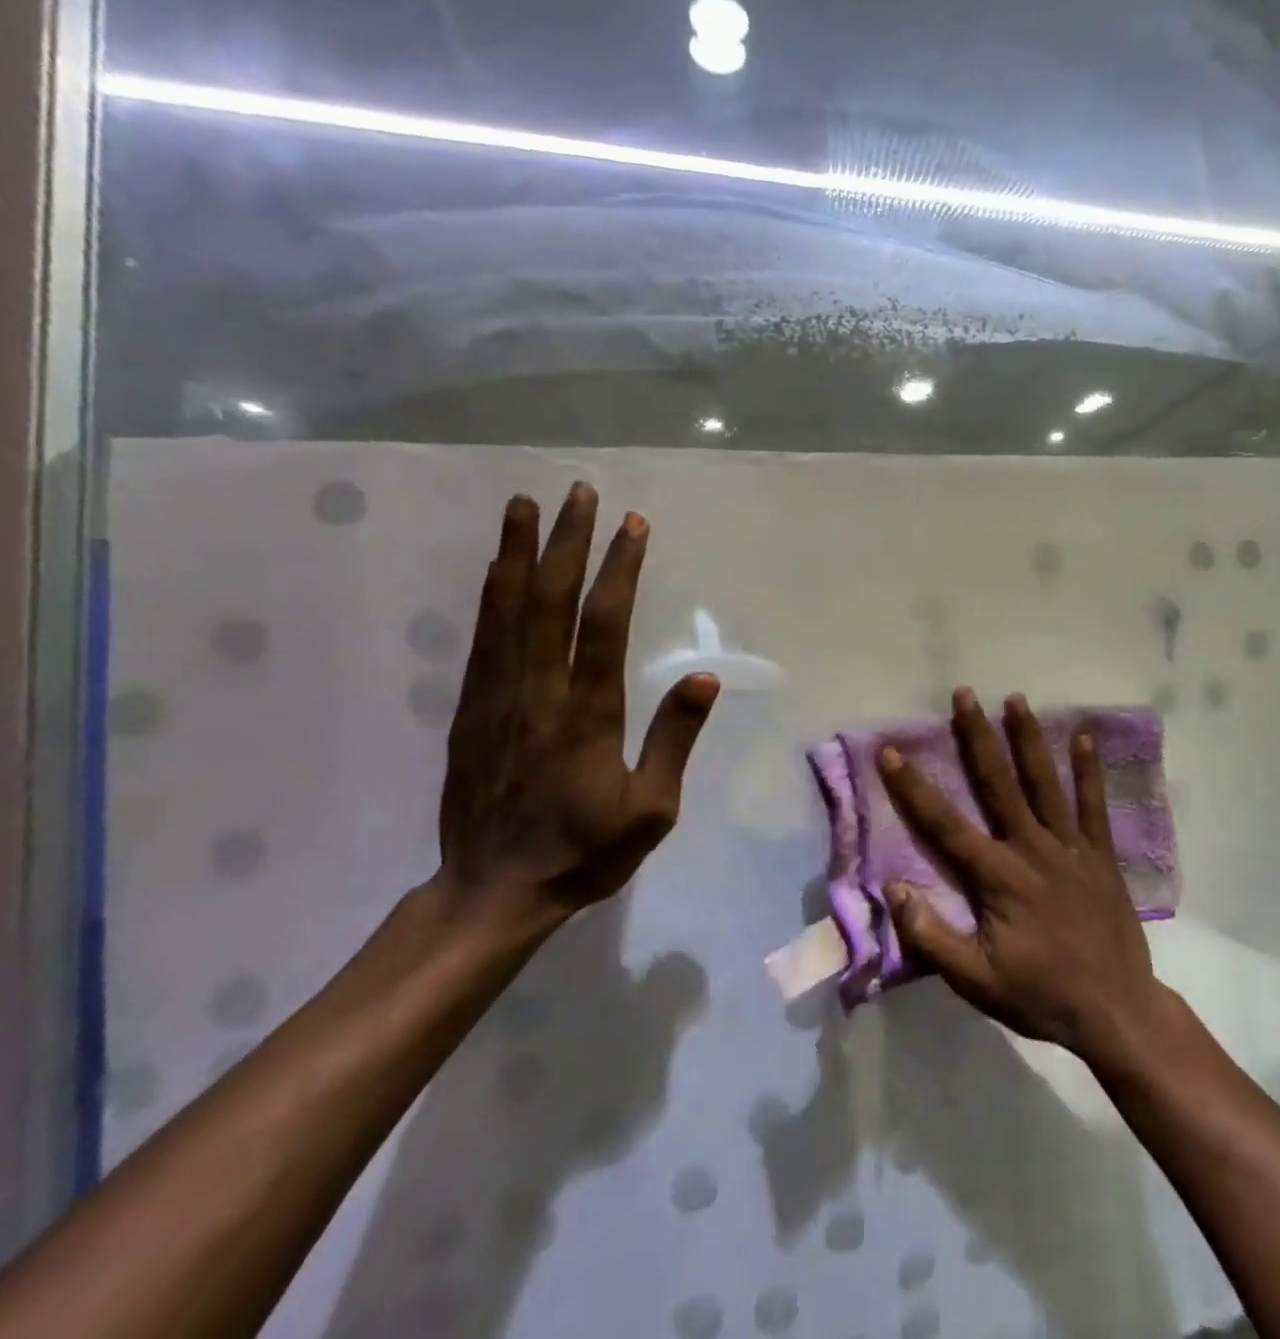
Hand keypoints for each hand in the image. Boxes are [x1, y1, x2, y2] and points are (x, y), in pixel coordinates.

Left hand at [438, 483, 718, 929]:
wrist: (493, 892)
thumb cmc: (585, 852)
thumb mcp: (652, 810)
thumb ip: (674, 740)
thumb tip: (704, 679)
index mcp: (586, 715)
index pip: (603, 625)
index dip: (618, 570)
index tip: (632, 525)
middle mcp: (537, 693)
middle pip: (550, 601)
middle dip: (567, 541)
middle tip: (580, 492)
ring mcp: (496, 699)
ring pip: (506, 611)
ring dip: (517, 553)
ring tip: (523, 505)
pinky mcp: (470, 710)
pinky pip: (482, 639)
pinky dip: (489, 595)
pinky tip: (495, 569)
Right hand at [876, 688, 1166, 1062]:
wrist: (1115, 1008)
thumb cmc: (1040, 994)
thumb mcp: (975, 980)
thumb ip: (932, 936)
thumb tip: (894, 888)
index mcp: (997, 876)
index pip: (945, 824)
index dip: (914, 788)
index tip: (892, 751)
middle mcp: (1031, 848)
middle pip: (998, 783)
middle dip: (978, 736)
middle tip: (964, 694)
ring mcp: (1070, 846)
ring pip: (1044, 782)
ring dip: (1028, 739)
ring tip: (1016, 699)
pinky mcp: (1100, 854)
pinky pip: (1093, 805)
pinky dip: (1089, 770)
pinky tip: (1085, 737)